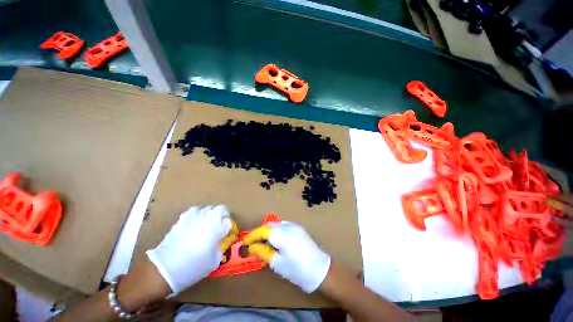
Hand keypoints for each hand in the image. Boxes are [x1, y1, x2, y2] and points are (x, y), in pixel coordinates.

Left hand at [146, 205, 237, 293]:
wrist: (166, 267)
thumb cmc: (194, 266)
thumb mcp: (214, 260)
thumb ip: (220, 247)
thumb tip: (220, 241)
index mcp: (218, 227)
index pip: (229, 222)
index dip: (228, 228)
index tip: (226, 234)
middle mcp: (209, 218)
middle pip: (222, 209)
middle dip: (223, 215)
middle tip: (220, 224)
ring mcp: (196, 216)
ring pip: (208, 208)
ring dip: (211, 214)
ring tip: (207, 223)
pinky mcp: (184, 217)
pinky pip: (195, 210)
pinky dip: (198, 214)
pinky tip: (195, 222)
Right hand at [244, 221, 330, 292]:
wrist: (320, 270)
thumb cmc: (297, 270)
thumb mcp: (278, 264)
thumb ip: (263, 252)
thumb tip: (252, 247)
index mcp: (283, 235)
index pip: (263, 230)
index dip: (253, 235)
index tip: (245, 242)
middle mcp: (289, 226)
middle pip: (269, 225)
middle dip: (260, 233)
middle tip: (254, 244)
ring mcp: (295, 225)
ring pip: (276, 224)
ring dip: (268, 231)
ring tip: (264, 243)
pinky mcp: (299, 228)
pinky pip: (284, 225)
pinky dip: (276, 231)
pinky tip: (276, 241)